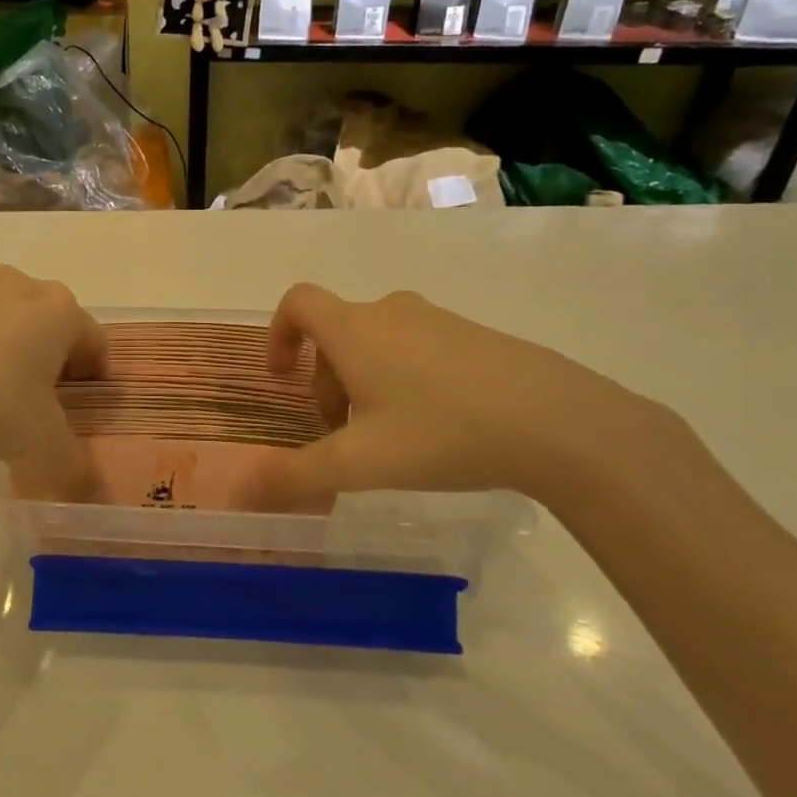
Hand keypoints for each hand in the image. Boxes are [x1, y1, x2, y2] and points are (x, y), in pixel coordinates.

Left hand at [0, 266, 106, 494]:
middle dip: (46, 354)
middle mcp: (16, 285)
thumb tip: (82, 480)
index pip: (94, 341)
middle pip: (46, 319)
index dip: (93, 376)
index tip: (80, 406)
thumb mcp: (42, 446)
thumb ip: (71, 462)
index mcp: (58, 311)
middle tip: (34, 400)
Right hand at [238, 284, 653, 511]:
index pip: (298, 303)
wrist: (558, 422)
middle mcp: (391, 313)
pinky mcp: (475, 337)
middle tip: (338, 430)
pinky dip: (403, 377)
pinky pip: (418, 347)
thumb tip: (238, 494)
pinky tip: (434, 426)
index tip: (282, 379)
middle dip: (324, 378)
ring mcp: (438, 321)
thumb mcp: (360, 464)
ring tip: (385, 434)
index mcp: (355, 330)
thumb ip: (295, 477)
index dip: (278, 334)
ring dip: (363, 379)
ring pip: (377, 340)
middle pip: (336, 331)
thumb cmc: (443, 433)